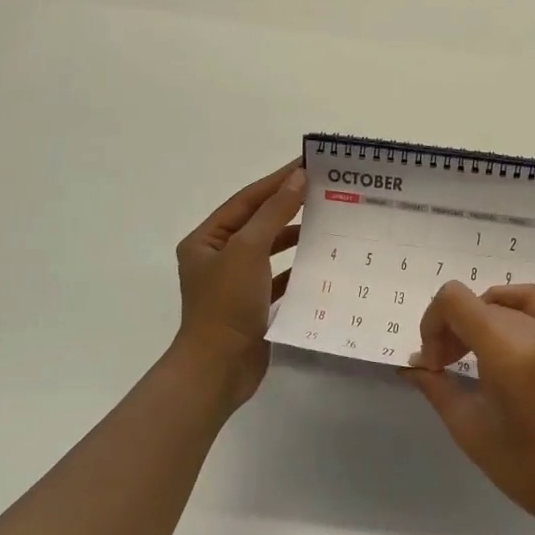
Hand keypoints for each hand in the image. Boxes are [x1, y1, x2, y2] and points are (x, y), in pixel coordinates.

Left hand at [172, 161, 304, 408]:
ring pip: (269, 250)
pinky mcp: (252, 305)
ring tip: (328, 224)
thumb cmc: (227, 305)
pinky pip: (278, 279)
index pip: (247, 199)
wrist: (218, 370)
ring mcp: (235, 283)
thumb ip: (274, 213)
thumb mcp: (248, 250)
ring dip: (295, 237)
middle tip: (325, 192)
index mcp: (206, 239)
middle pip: (258, 222)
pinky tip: (320, 264)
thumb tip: (297, 178)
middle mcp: (218, 257)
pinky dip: (297, 270)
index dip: (277, 181)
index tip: (309, 165)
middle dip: (289, 207)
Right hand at [406, 282, 534, 534]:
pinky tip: (498, 340)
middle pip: (477, 302)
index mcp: (510, 352)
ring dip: (477, 320)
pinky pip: (533, 306)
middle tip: (444, 370)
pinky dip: (507, 311)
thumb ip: (438, 389)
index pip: (455, 300)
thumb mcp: (473, 432)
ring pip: (502, 303)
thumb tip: (414, 364)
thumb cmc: (532, 472)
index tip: (433, 364)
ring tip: (470, 356)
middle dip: (451, 329)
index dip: (432, 322)